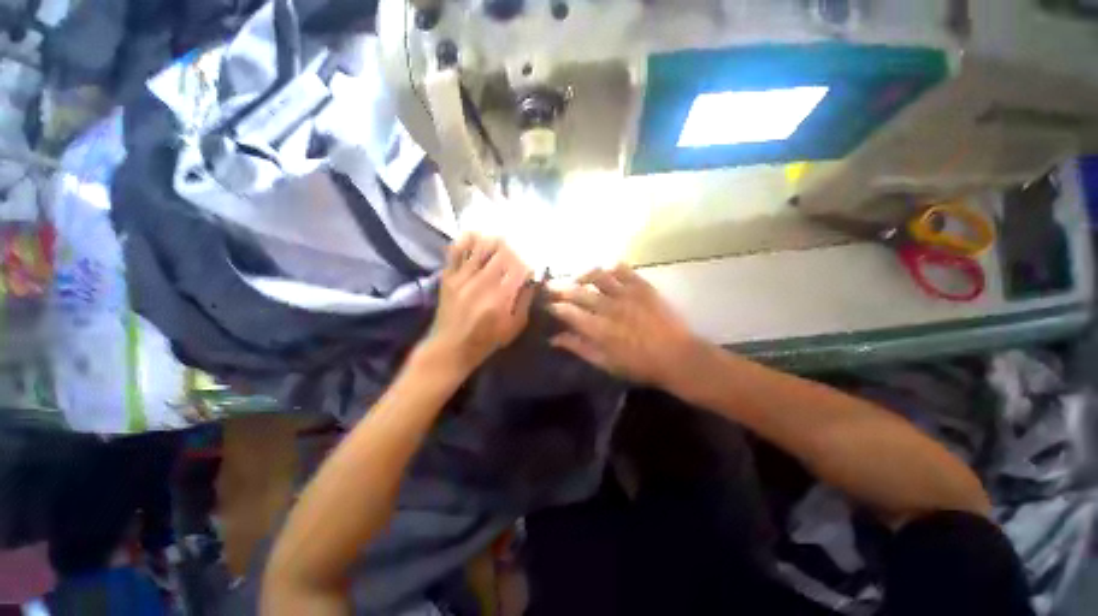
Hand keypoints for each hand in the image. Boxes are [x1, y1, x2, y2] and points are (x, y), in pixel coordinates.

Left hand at [422, 234, 534, 376]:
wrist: (449, 348)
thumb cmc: (486, 340)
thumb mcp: (514, 327)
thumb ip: (525, 301)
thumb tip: (531, 280)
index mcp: (501, 298)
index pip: (520, 268)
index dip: (527, 266)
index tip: (528, 272)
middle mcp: (482, 283)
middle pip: (502, 252)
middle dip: (514, 252)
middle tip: (515, 259)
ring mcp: (462, 277)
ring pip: (481, 245)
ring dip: (494, 242)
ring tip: (499, 247)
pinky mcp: (448, 276)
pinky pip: (456, 249)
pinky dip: (468, 240)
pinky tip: (477, 239)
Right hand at [548, 264, 700, 386]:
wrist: (677, 356)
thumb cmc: (639, 365)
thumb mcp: (605, 363)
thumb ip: (579, 347)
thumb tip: (554, 338)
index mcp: (598, 329)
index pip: (567, 311)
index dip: (554, 306)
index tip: (547, 305)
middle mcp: (608, 307)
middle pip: (577, 291)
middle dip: (559, 287)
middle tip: (551, 287)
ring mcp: (626, 293)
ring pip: (597, 274)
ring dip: (582, 274)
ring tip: (576, 278)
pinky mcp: (642, 286)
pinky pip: (622, 269)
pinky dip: (610, 267)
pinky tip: (604, 272)